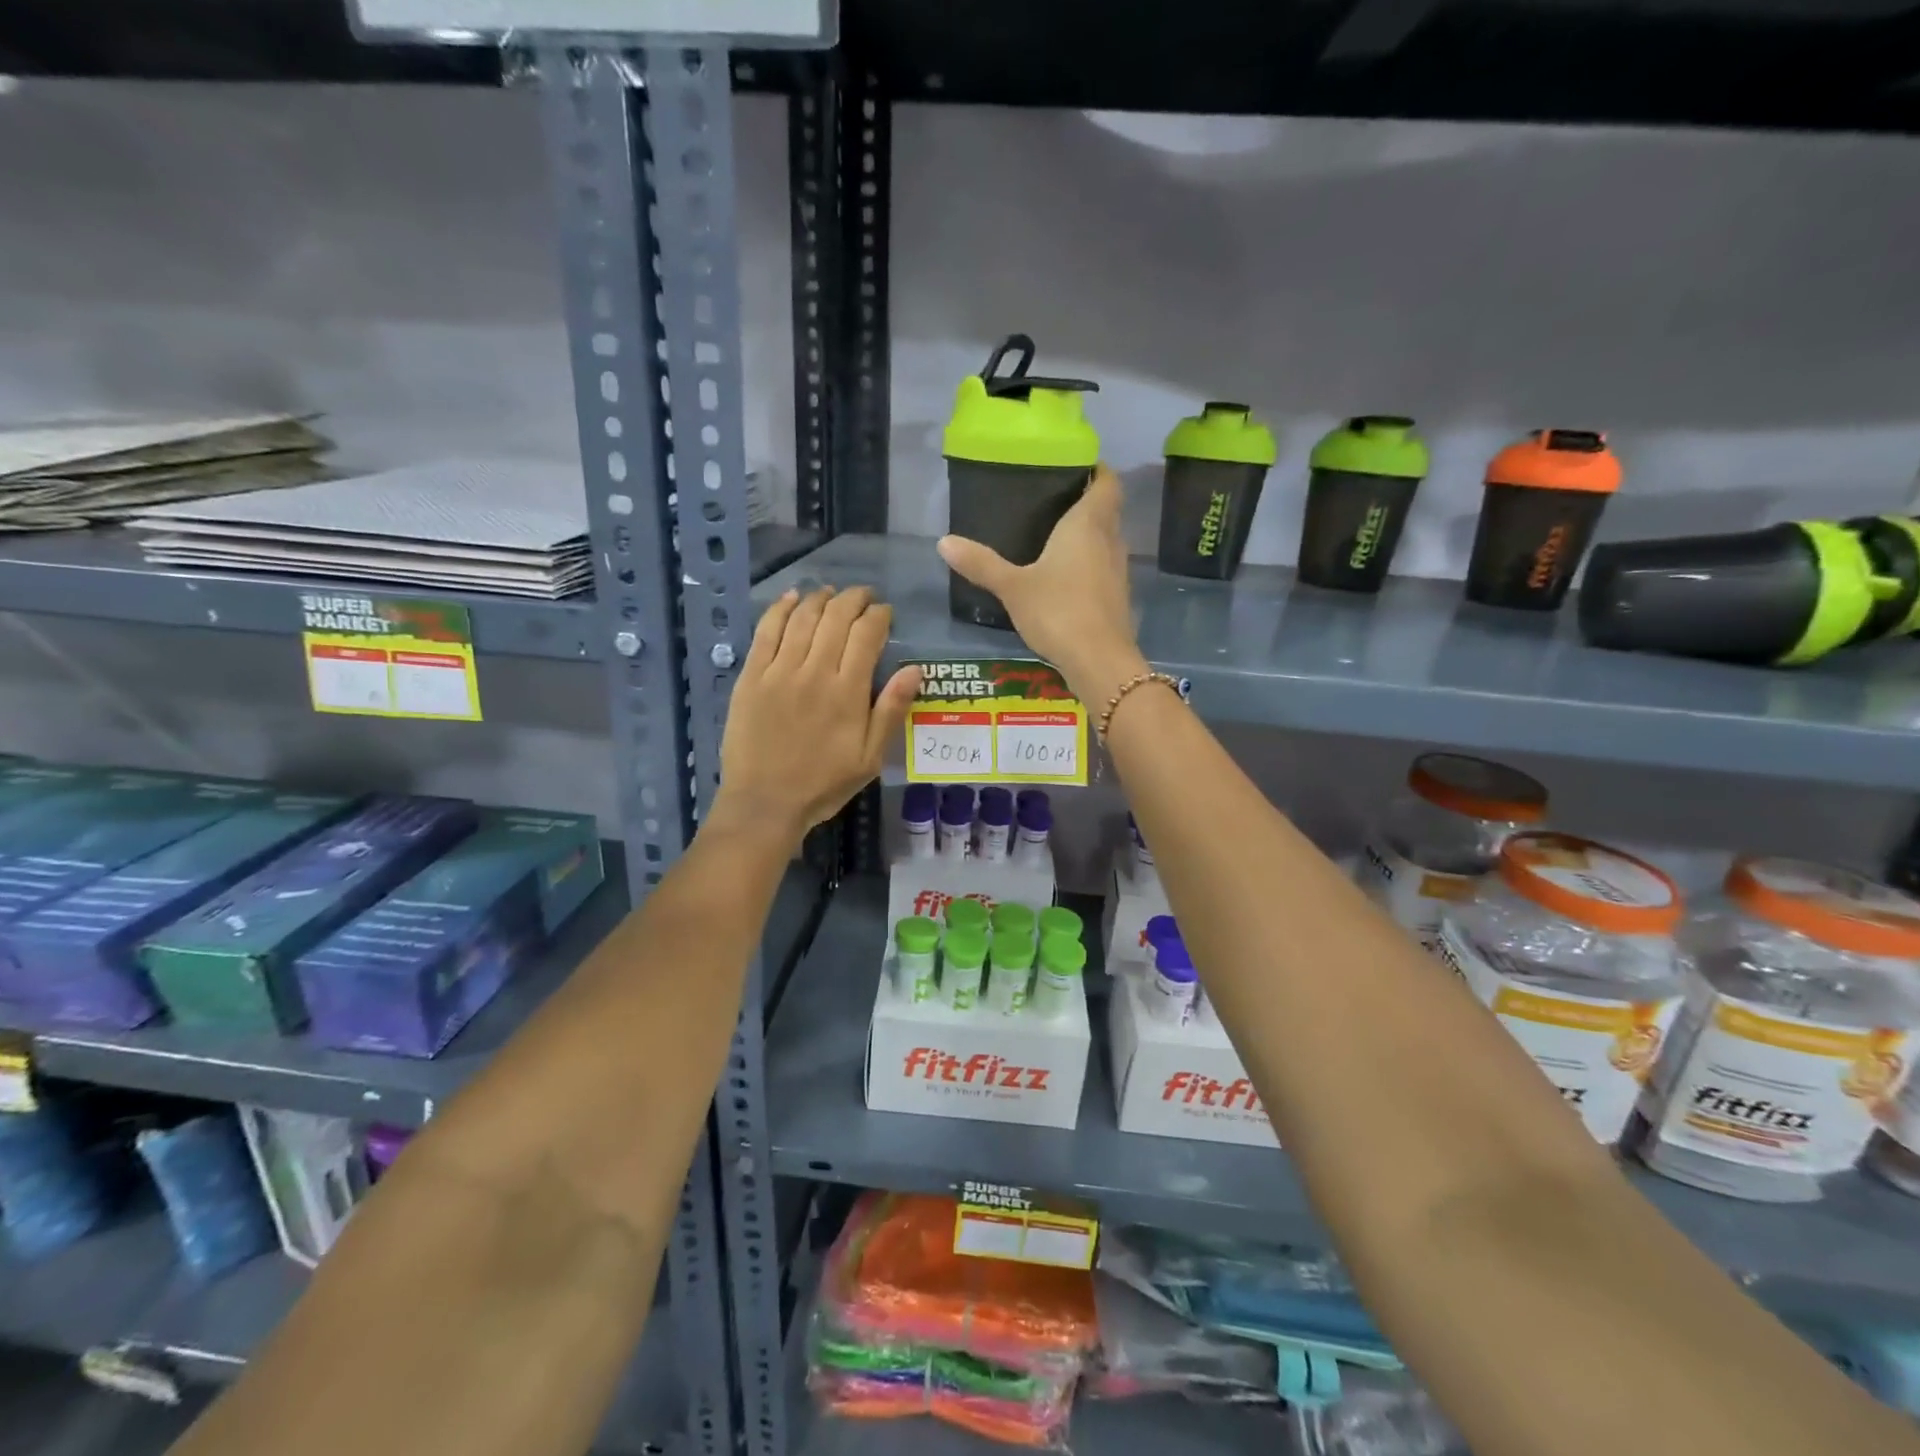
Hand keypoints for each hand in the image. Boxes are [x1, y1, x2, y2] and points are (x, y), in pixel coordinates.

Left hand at [716, 586, 920, 841]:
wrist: (765, 802)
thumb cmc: (823, 784)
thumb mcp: (870, 758)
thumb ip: (891, 710)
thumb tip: (915, 669)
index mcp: (848, 692)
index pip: (867, 634)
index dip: (879, 616)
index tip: (885, 613)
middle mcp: (815, 671)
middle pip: (836, 617)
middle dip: (854, 599)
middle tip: (863, 596)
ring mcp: (779, 671)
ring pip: (803, 617)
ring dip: (820, 597)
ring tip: (832, 592)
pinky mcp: (751, 675)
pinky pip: (766, 630)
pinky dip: (780, 608)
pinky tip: (791, 597)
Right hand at [937, 464, 1147, 701]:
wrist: (1099, 660)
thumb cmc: (1058, 611)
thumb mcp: (1013, 587)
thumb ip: (981, 563)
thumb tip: (943, 541)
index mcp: (1088, 524)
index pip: (1106, 482)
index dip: (1096, 470)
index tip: (1074, 467)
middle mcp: (1110, 540)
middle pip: (1107, 509)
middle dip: (1086, 502)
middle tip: (1052, 501)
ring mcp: (1118, 570)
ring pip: (1107, 539)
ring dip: (1089, 535)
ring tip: (1055, 536)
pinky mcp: (1117, 597)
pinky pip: (1104, 567)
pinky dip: (1089, 563)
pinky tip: (1065, 576)